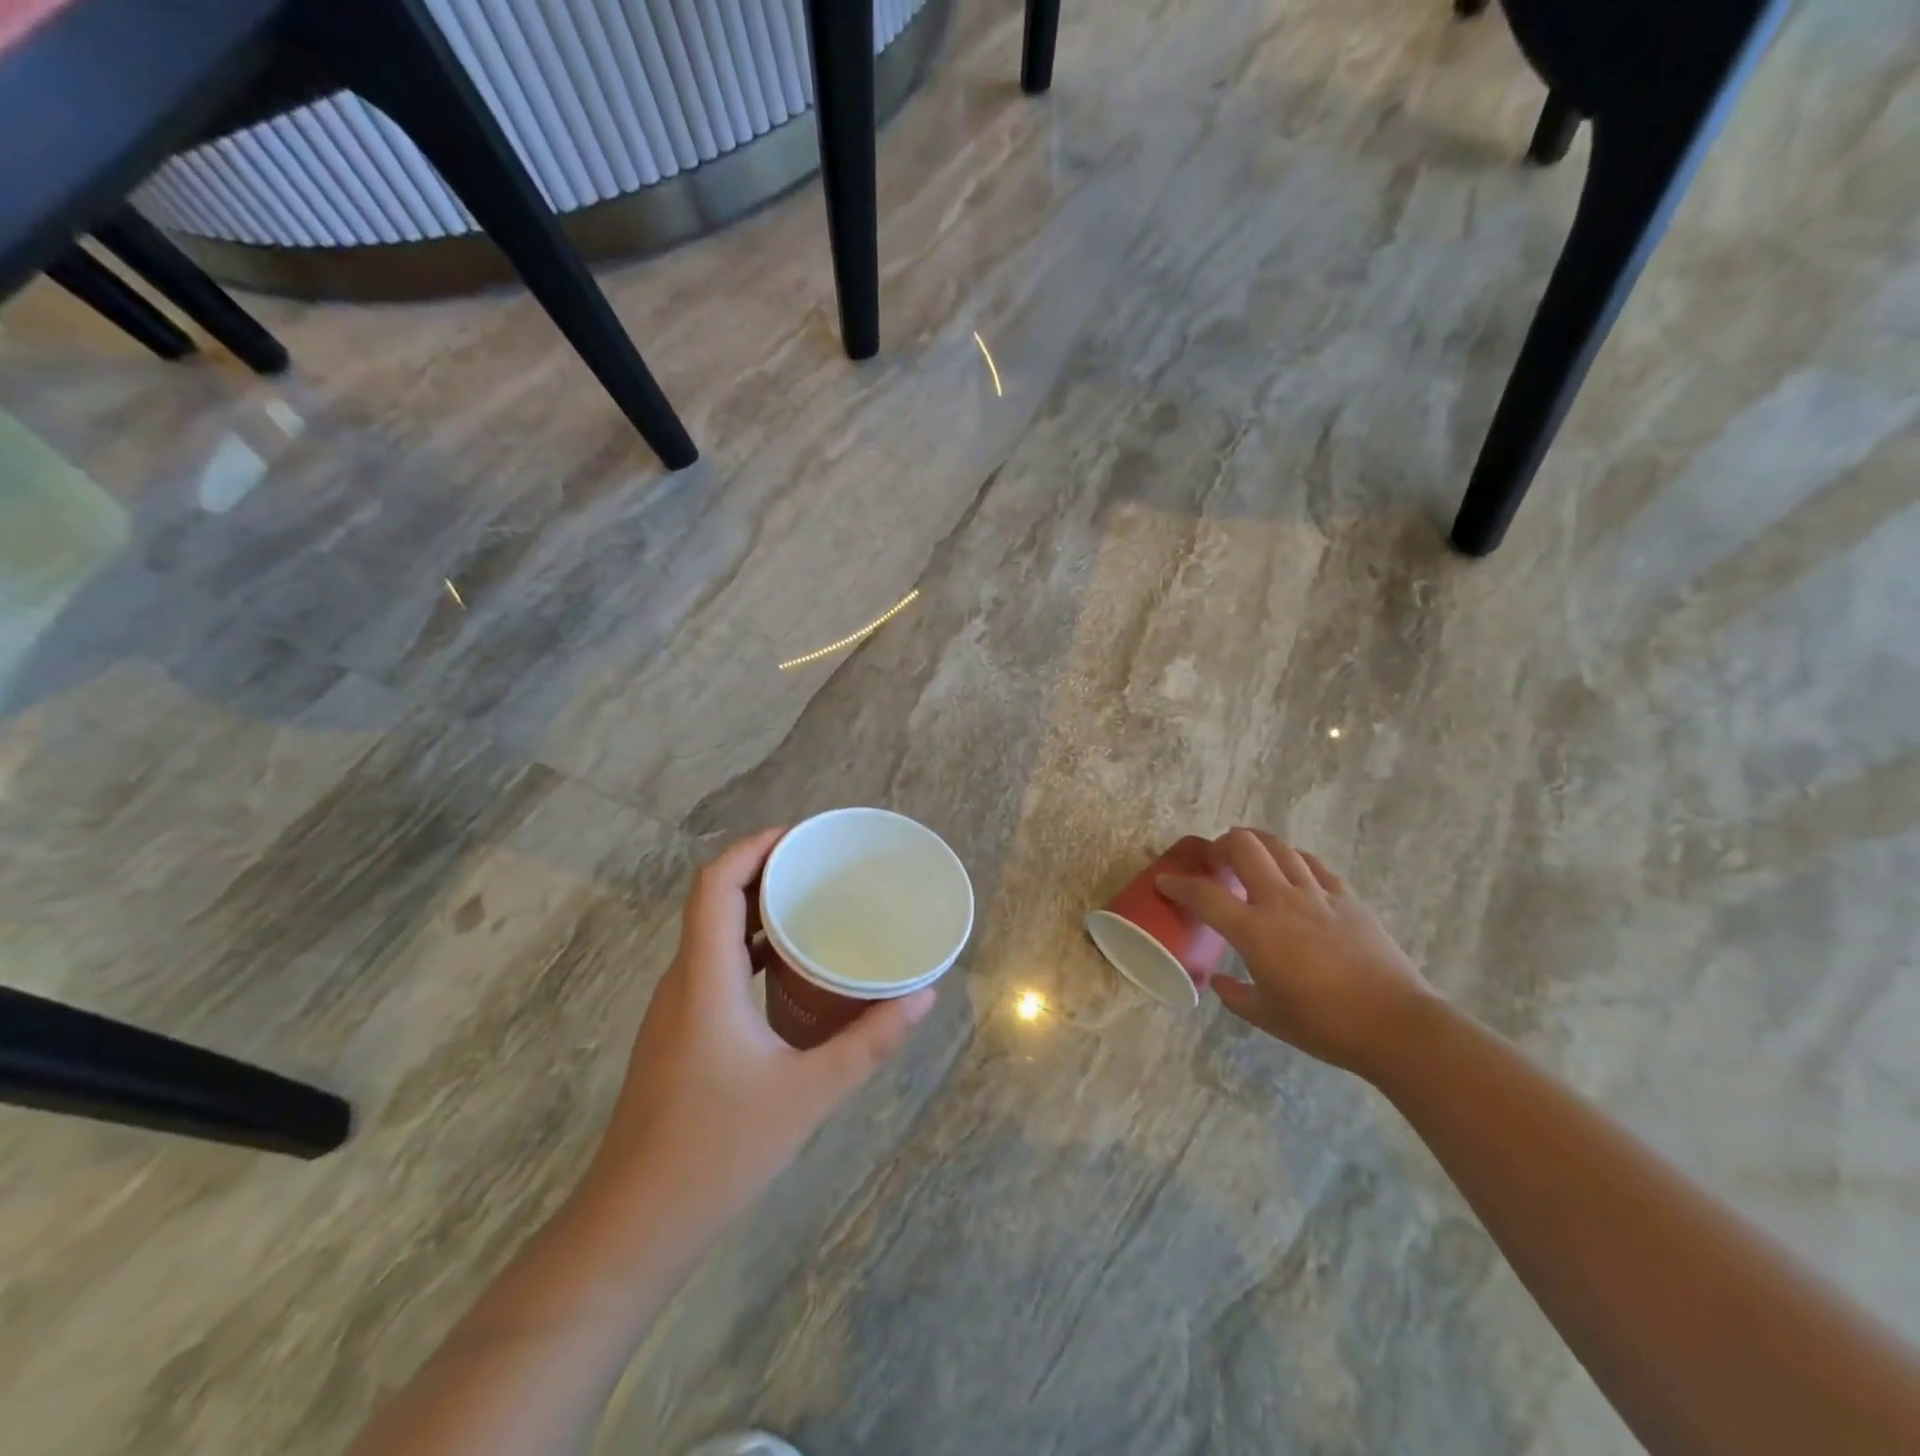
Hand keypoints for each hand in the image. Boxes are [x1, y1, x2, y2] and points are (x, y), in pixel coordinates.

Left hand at [587, 829, 933, 1224]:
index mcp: (705, 979)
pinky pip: (715, 966)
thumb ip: (869, 1042)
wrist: (632, 1229)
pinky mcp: (679, 1034)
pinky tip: (791, 971)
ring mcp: (676, 1010)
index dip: (754, 847)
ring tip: (814, 905)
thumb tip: (924, 995)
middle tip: (822, 866)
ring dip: (757, 909)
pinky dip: (752, 948)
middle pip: (714, 900)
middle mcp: (683, 982)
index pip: (715, 885)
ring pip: (713, 934)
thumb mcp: (807, 1094)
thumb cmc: (715, 1153)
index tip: (802, 837)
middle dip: (764, 870)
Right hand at [1159, 827, 1437, 1076]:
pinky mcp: (1347, 898)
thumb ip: (1236, 995)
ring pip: (1280, 847)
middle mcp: (1281, 901)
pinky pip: (1314, 865)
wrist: (1396, 1025)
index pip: (1204, 895)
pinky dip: (1294, 860)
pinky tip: (1292, 870)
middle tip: (1215, 858)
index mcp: (1255, 931)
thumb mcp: (1268, 1017)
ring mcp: (1317, 895)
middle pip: (1244, 847)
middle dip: (1222, 845)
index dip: (1178, 884)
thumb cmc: (1325, 1025)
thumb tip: (1219, 981)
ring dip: (1257, 843)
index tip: (1165, 882)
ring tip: (1249, 852)